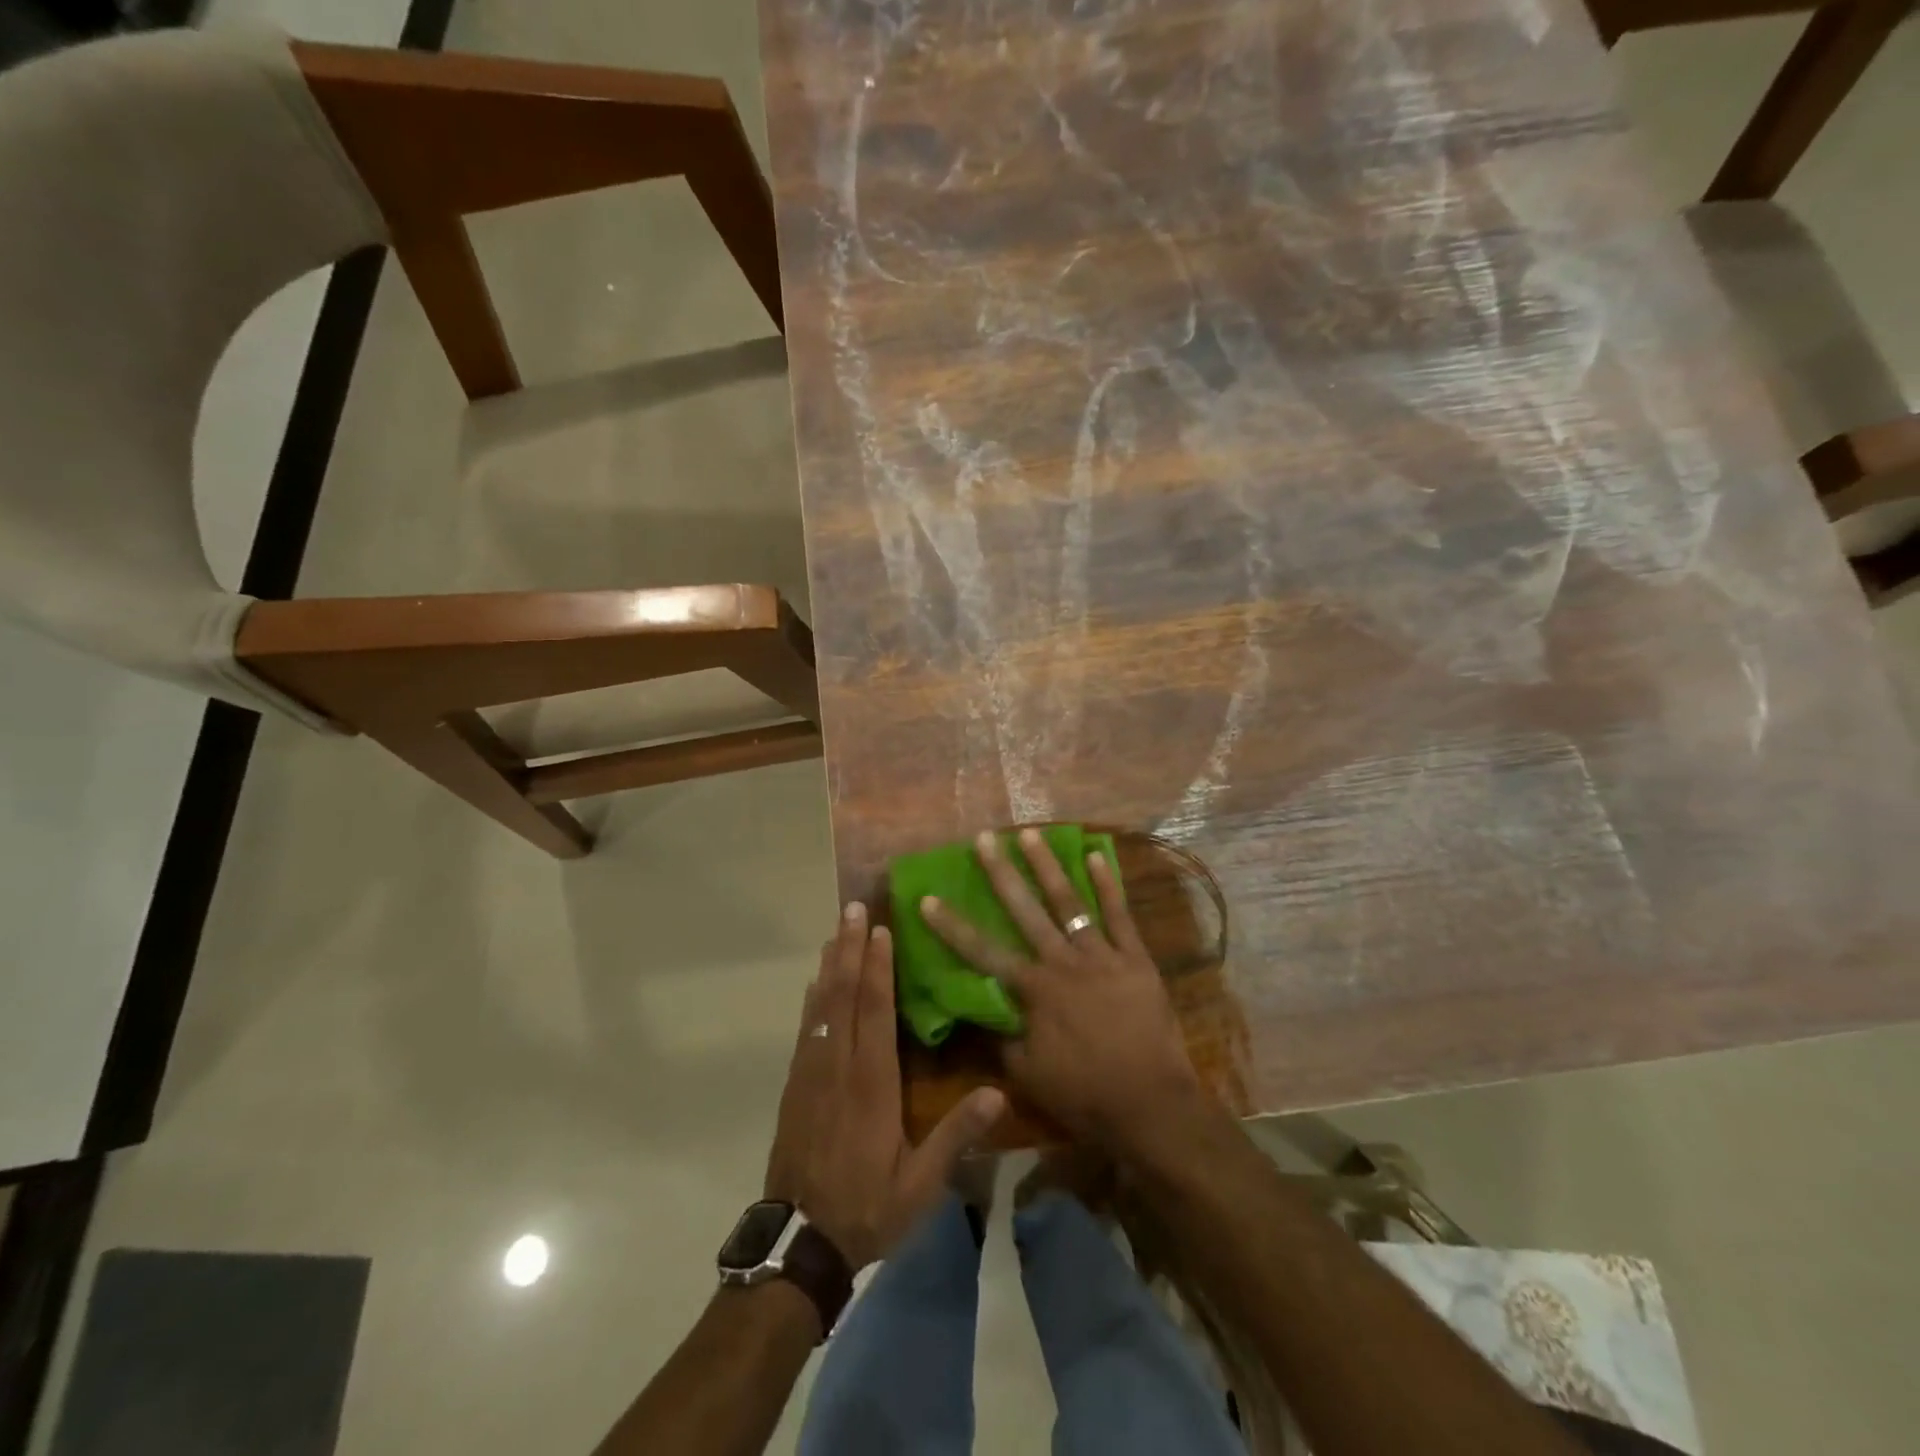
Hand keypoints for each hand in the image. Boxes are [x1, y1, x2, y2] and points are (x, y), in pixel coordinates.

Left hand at [764, 903, 1005, 1268]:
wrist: (800, 1240)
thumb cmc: (867, 1206)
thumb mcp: (921, 1183)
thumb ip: (957, 1135)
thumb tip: (998, 1093)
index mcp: (871, 1083)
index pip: (874, 1011)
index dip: (878, 967)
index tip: (881, 929)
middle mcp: (838, 1066)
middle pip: (843, 995)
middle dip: (850, 949)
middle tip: (853, 909)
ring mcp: (812, 1073)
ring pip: (821, 1006)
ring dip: (830, 965)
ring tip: (837, 932)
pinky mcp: (796, 1085)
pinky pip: (806, 1028)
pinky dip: (813, 998)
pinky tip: (816, 982)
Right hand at [920, 829, 1204, 1155]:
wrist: (1151, 1104)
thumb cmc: (1084, 1093)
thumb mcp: (1027, 1074)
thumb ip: (1002, 1036)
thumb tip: (982, 1009)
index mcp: (1034, 990)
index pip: (982, 951)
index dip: (952, 926)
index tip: (928, 898)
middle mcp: (1062, 961)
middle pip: (1025, 910)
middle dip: (1001, 873)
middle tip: (984, 839)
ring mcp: (1102, 955)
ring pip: (1069, 902)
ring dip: (1048, 866)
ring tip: (1031, 833)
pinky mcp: (1135, 958)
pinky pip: (1120, 915)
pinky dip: (1108, 884)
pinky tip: (1096, 855)